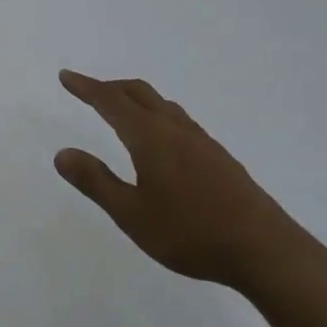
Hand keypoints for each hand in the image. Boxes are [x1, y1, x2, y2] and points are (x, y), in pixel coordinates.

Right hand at [53, 69, 316, 291]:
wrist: (265, 250)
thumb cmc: (190, 232)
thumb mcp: (131, 214)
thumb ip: (96, 182)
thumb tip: (62, 153)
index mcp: (150, 137)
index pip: (110, 101)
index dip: (86, 87)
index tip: (65, 75)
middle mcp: (175, 129)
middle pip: (138, 93)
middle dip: (110, 87)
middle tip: (88, 91)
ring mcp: (202, 141)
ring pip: (162, 105)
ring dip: (136, 99)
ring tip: (122, 111)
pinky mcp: (219, 157)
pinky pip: (179, 120)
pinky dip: (157, 115)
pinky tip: (162, 142)